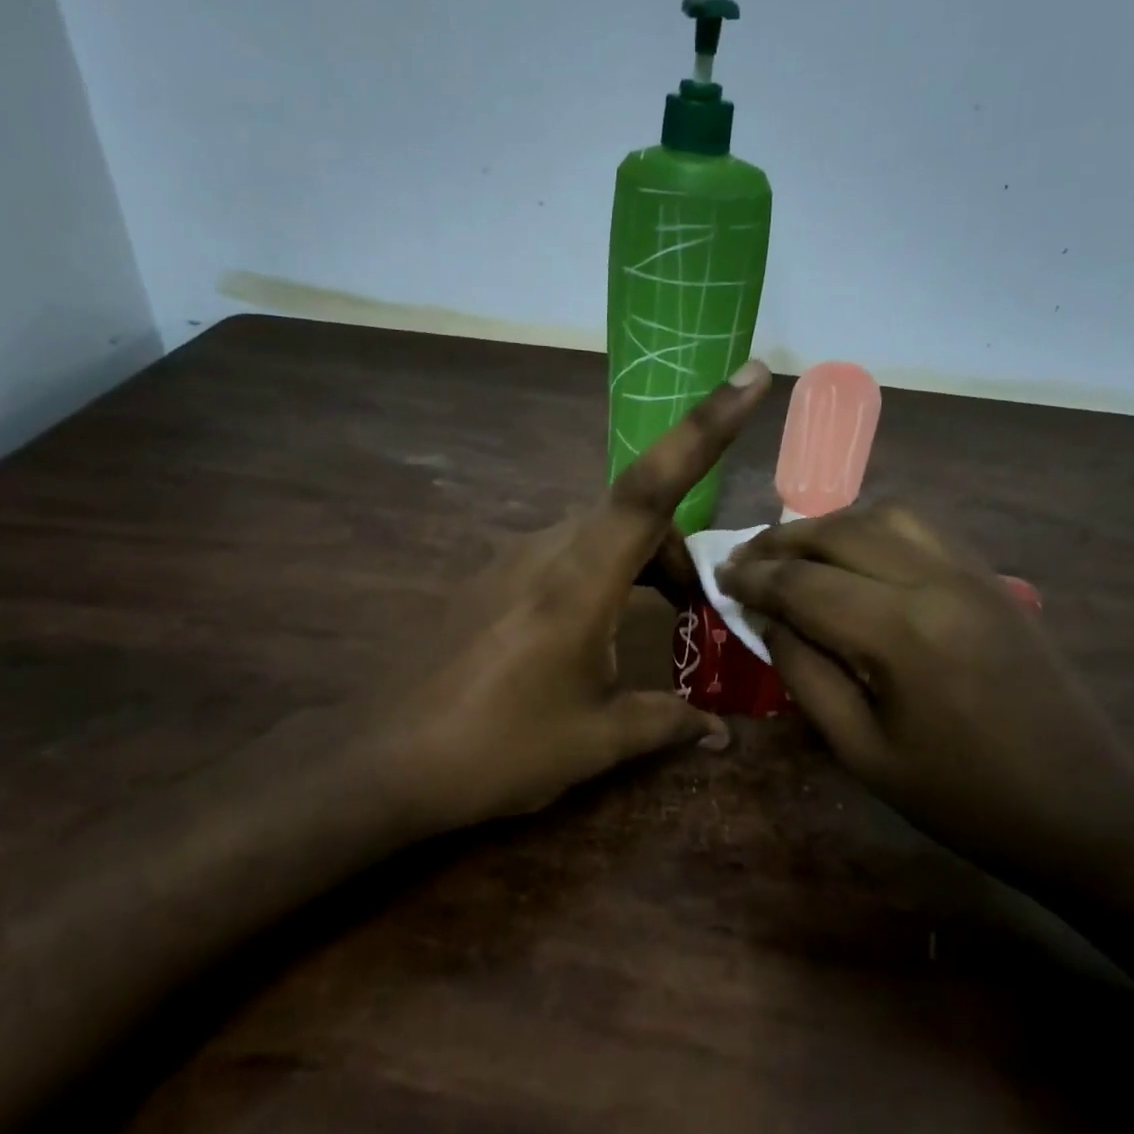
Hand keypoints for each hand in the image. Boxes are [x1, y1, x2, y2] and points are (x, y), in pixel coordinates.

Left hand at [366, 362, 772, 832]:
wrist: (382, 758)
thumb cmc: (497, 749)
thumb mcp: (594, 742)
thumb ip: (667, 723)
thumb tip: (723, 735)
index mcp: (580, 580)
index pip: (653, 487)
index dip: (706, 427)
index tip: (751, 375)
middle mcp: (546, 550)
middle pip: (634, 512)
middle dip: (678, 551)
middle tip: (695, 612)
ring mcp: (512, 559)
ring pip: (599, 532)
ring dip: (640, 562)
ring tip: (653, 622)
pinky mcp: (491, 578)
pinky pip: (565, 553)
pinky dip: (602, 573)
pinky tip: (594, 633)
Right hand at [718, 502, 1133, 886]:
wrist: (1083, 810)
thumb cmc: (962, 799)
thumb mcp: (862, 752)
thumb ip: (805, 674)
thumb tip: (768, 619)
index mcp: (899, 632)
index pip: (803, 583)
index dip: (753, 578)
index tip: (718, 577)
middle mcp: (935, 581)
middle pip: (840, 531)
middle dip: (782, 541)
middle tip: (745, 561)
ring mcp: (972, 572)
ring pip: (884, 514)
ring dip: (829, 526)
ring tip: (795, 555)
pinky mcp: (992, 579)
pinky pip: (922, 529)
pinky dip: (873, 529)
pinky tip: (854, 558)